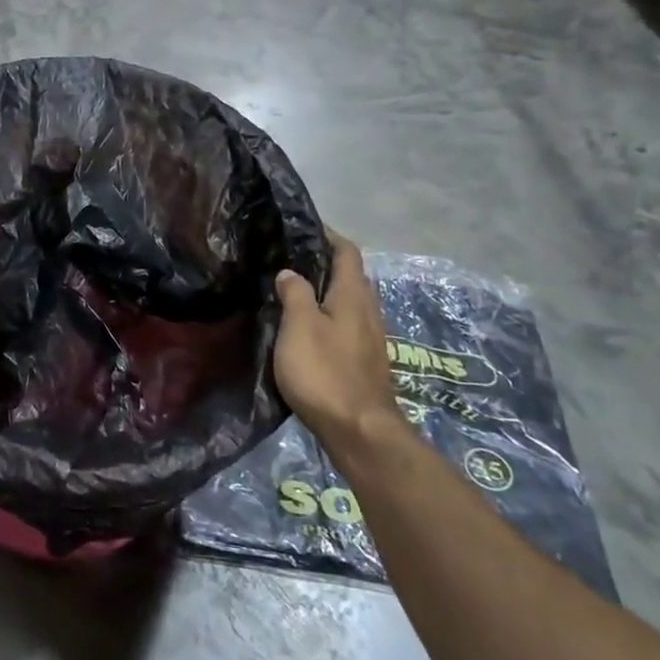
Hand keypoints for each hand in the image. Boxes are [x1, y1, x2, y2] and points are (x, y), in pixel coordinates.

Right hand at [273, 229, 397, 443]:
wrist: (359, 431)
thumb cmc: (325, 372)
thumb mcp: (299, 326)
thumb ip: (295, 294)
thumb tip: (290, 272)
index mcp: (353, 296)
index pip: (346, 251)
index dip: (327, 235)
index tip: (301, 227)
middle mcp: (368, 311)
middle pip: (350, 276)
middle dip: (324, 263)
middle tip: (289, 258)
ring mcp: (370, 338)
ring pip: (349, 302)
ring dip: (325, 292)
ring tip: (292, 290)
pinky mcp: (365, 362)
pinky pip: (346, 325)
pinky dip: (328, 316)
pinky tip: (306, 328)